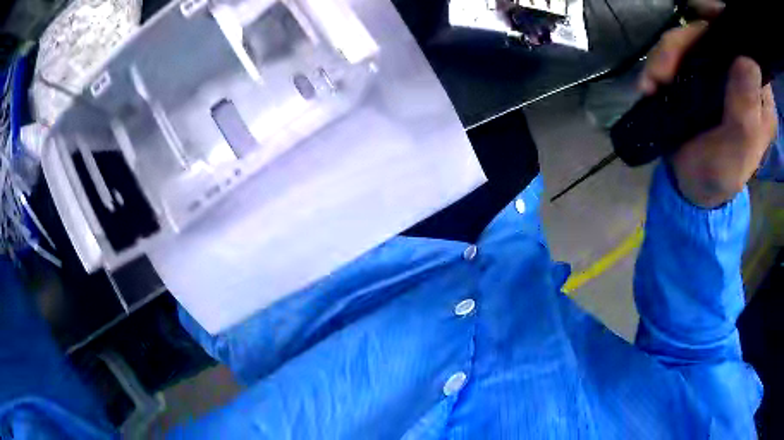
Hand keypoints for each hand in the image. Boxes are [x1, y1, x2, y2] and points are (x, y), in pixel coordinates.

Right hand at [639, 0, 777, 208]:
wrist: (693, 183)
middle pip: (718, 32)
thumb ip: (746, 113)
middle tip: (666, 69)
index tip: (706, 20)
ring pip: (695, 34)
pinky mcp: (702, 66)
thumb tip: (747, 60)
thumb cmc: (720, 176)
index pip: (748, 48)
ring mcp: (723, 67)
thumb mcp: (738, 153)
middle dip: (689, 40)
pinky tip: (652, 83)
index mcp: (762, 98)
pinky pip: (681, 46)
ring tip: (654, 82)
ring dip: (670, 52)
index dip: (728, 26)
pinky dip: (663, 59)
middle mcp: (745, 75)